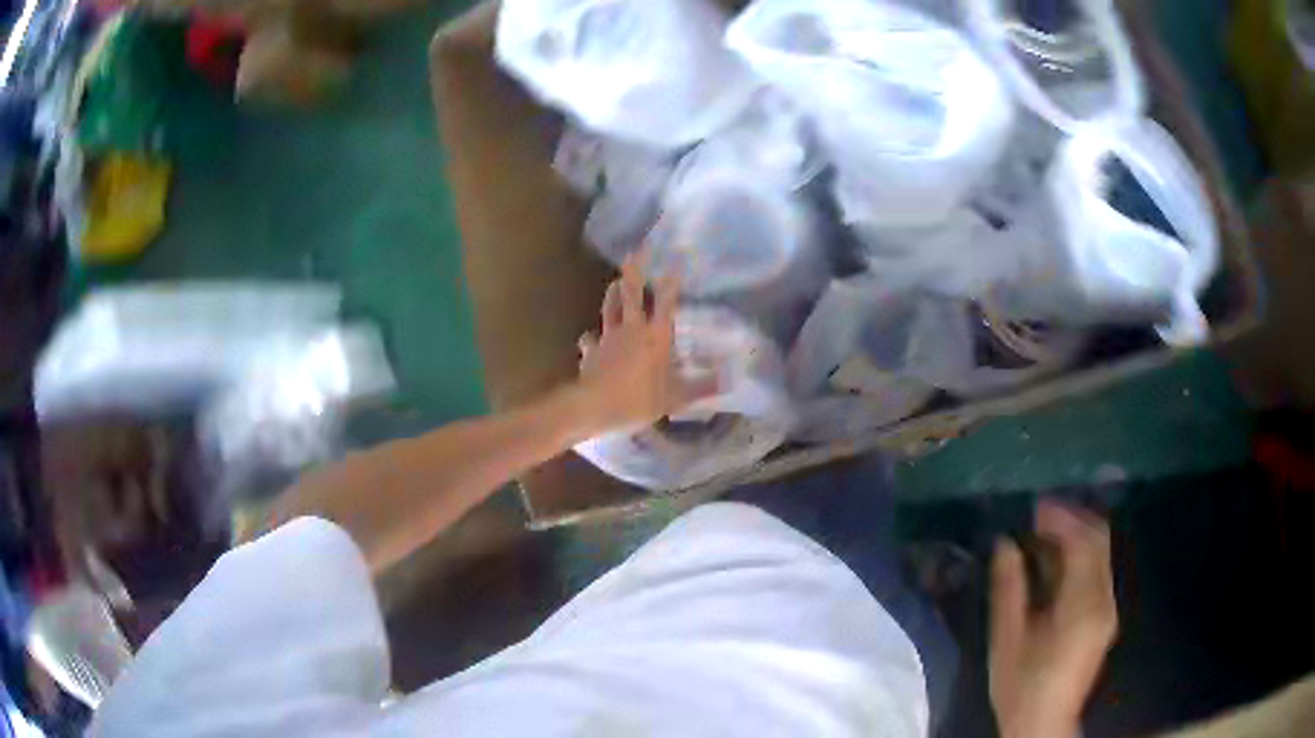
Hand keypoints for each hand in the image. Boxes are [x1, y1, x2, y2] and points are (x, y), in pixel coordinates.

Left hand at [574, 252, 714, 433]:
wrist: (595, 406)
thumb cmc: (640, 398)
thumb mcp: (678, 396)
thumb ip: (703, 386)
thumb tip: (729, 379)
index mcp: (656, 335)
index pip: (666, 301)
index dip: (672, 280)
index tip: (676, 259)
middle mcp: (631, 329)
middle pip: (631, 293)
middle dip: (634, 270)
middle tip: (636, 250)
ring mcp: (608, 338)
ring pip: (609, 308)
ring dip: (613, 293)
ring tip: (615, 282)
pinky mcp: (591, 351)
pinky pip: (591, 340)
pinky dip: (592, 339)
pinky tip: (591, 339)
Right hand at [990, 501, 1117, 737]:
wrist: (1043, 722)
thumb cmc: (1020, 685)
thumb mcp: (1006, 639)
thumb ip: (1008, 588)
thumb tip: (1005, 543)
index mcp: (1082, 605)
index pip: (1083, 542)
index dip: (1061, 518)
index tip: (1033, 507)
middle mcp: (1104, 599)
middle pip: (1099, 539)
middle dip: (1071, 519)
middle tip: (1037, 515)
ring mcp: (1108, 607)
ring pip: (1100, 552)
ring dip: (1075, 535)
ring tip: (1042, 534)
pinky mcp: (1105, 615)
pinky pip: (1098, 569)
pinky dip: (1079, 556)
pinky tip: (1054, 562)